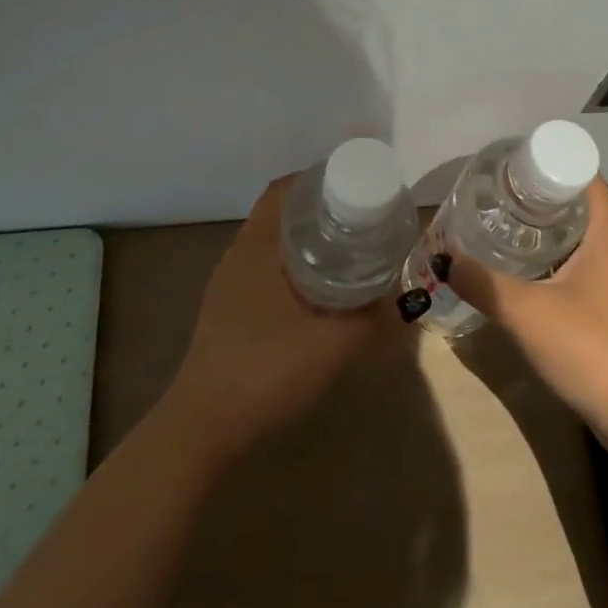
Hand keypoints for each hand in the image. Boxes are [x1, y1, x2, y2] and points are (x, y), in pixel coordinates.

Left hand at [165, 175, 391, 456]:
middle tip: (360, 216)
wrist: (203, 428)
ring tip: (346, 248)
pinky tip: (317, 290)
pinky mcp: (225, 311)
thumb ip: (374, 319)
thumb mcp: (335, 345)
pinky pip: (264, 269)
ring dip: (305, 239)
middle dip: (318, 209)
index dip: (317, 179)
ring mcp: (228, 285)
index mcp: (257, 247)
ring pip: (271, 244)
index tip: (354, 183)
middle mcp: (238, 256)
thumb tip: (404, 298)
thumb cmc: (266, 371)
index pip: (283, 190)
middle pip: (279, 214)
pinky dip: (292, 266)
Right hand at [441, 178, 607, 449]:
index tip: (507, 166)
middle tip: (490, 195)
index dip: (546, 161)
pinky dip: (549, 258)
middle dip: (534, 195)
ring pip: (575, 236)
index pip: (581, 173)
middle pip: (575, 202)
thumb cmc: (590, 349)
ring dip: (539, 229)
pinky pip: (577, 264)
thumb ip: (481, 282)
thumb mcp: (526, 312)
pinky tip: (517, 271)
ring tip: (495, 226)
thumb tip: (444, 258)